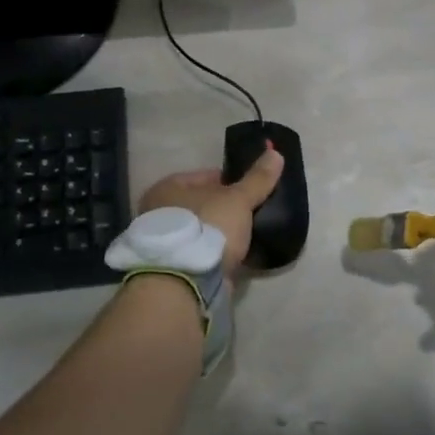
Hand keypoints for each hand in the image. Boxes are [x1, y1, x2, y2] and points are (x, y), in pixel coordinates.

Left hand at [139, 147, 284, 273]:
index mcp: (167, 188)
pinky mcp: (174, 267)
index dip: (231, 181)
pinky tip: (236, 256)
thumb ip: (257, 179)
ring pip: (202, 230)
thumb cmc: (208, 227)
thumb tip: (276, 153)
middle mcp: (158, 213)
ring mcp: (164, 242)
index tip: (251, 191)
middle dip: (225, 209)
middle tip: (251, 214)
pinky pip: (201, 253)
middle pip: (202, 204)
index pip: (205, 176)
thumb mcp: (238, 199)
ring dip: (220, 234)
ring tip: (247, 236)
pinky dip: (216, 254)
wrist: (186, 281)